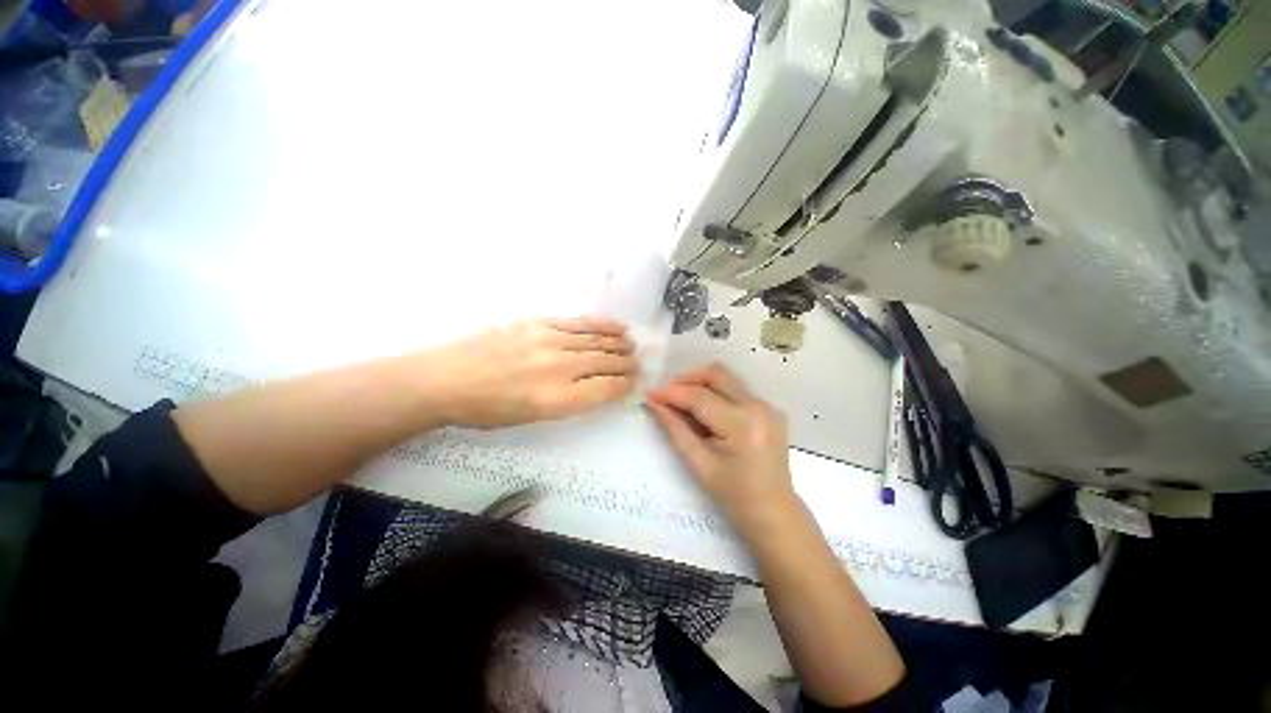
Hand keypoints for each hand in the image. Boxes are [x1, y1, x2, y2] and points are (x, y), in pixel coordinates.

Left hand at [423, 317, 637, 428]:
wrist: (445, 379)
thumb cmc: (486, 409)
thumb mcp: (532, 418)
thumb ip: (570, 401)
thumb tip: (598, 387)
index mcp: (556, 399)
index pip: (607, 388)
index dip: (625, 385)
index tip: (634, 383)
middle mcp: (558, 368)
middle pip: (606, 362)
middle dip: (627, 364)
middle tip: (637, 364)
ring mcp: (548, 341)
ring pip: (596, 340)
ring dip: (619, 343)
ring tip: (631, 345)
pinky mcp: (539, 322)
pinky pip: (578, 323)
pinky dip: (601, 325)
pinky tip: (616, 327)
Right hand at [645, 363, 797, 534]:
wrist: (773, 512)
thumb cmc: (733, 495)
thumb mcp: (699, 463)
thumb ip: (674, 428)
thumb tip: (653, 403)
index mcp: (741, 425)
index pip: (699, 397)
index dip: (672, 393)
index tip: (650, 394)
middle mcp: (758, 406)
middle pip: (716, 374)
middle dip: (688, 380)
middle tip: (668, 395)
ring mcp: (768, 406)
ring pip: (726, 379)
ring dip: (701, 385)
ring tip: (684, 404)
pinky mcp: (770, 409)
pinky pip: (736, 390)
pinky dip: (716, 394)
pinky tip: (706, 414)